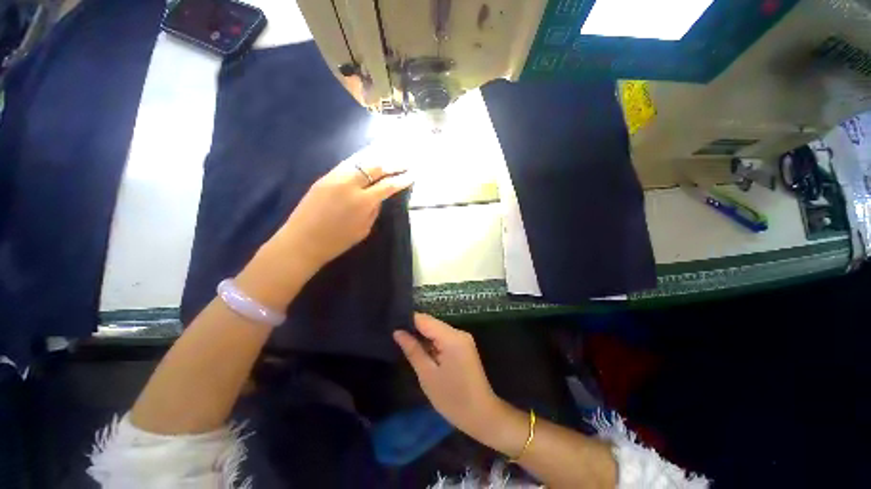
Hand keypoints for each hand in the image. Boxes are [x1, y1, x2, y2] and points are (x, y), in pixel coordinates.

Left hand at [274, 147, 412, 270]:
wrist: (302, 241)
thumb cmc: (337, 241)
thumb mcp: (363, 229)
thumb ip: (373, 210)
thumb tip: (379, 196)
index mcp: (362, 202)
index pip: (388, 185)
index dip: (402, 179)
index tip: (413, 174)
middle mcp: (350, 184)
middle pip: (376, 167)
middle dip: (393, 162)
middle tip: (405, 160)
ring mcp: (335, 177)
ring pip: (361, 160)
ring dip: (378, 156)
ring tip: (390, 152)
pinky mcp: (325, 176)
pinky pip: (347, 163)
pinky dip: (361, 159)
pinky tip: (369, 157)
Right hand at [394, 313, 502, 437]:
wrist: (482, 415)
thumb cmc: (452, 399)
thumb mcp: (427, 375)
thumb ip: (413, 350)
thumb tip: (398, 332)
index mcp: (451, 338)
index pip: (425, 319)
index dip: (408, 320)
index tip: (392, 325)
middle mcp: (459, 332)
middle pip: (432, 323)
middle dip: (414, 329)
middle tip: (396, 336)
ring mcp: (463, 338)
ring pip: (437, 330)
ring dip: (423, 336)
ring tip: (404, 342)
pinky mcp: (464, 345)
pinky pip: (444, 337)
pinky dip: (433, 342)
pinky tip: (422, 350)